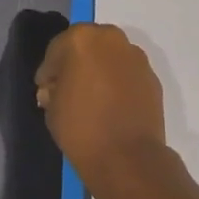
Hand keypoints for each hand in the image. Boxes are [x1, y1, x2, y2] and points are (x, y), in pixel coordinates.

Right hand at [34, 24, 168, 191]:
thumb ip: (51, 90)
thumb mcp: (52, 109)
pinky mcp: (152, 77)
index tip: (46, 88)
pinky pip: (128, 73)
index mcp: (80, 39)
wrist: (129, 159)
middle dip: (77, 63)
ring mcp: (135, 57)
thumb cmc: (81, 129)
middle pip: (87, 45)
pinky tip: (113, 104)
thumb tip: (55, 89)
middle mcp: (110, 39)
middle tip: (70, 88)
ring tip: (94, 97)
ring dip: (100, 70)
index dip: (49, 70)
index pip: (57, 49)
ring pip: (110, 56)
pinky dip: (119, 82)